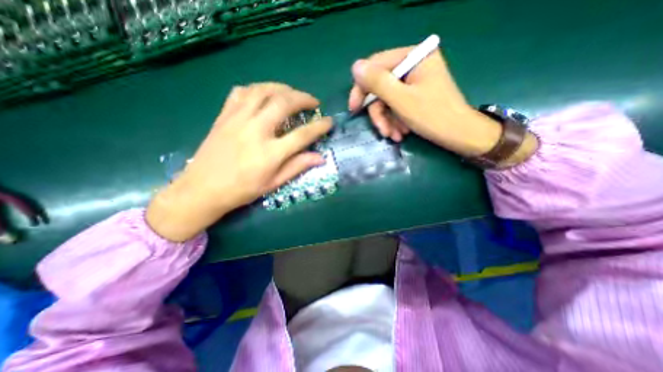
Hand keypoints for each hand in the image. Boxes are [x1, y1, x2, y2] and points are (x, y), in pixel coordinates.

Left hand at [145, 83, 330, 241]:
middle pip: (284, 103)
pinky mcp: (224, 116)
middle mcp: (255, 131)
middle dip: (303, 98)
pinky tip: (264, 94)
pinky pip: (241, 92)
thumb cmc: (242, 190)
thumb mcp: (274, 184)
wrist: (202, 189)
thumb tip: (320, 157)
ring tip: (292, 93)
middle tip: (313, 102)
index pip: (302, 135)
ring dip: (282, 88)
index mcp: (270, 153)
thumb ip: (297, 167)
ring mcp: (237, 120)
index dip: (320, 126)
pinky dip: (257, 89)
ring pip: (263, 91)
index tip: (329, 122)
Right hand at [349, 44, 533, 160]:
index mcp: (414, 57)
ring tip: (395, 136)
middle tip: (382, 131)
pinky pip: (396, 106)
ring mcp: (415, 81)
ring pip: (387, 100)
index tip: (354, 109)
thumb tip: (355, 67)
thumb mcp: (401, 100)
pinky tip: (401, 133)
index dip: (361, 88)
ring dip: (388, 121)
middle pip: (381, 87)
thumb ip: (377, 82)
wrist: (459, 135)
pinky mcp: (415, 95)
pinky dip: (395, 121)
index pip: (376, 66)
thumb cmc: (433, 116)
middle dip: (380, 113)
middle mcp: (414, 65)